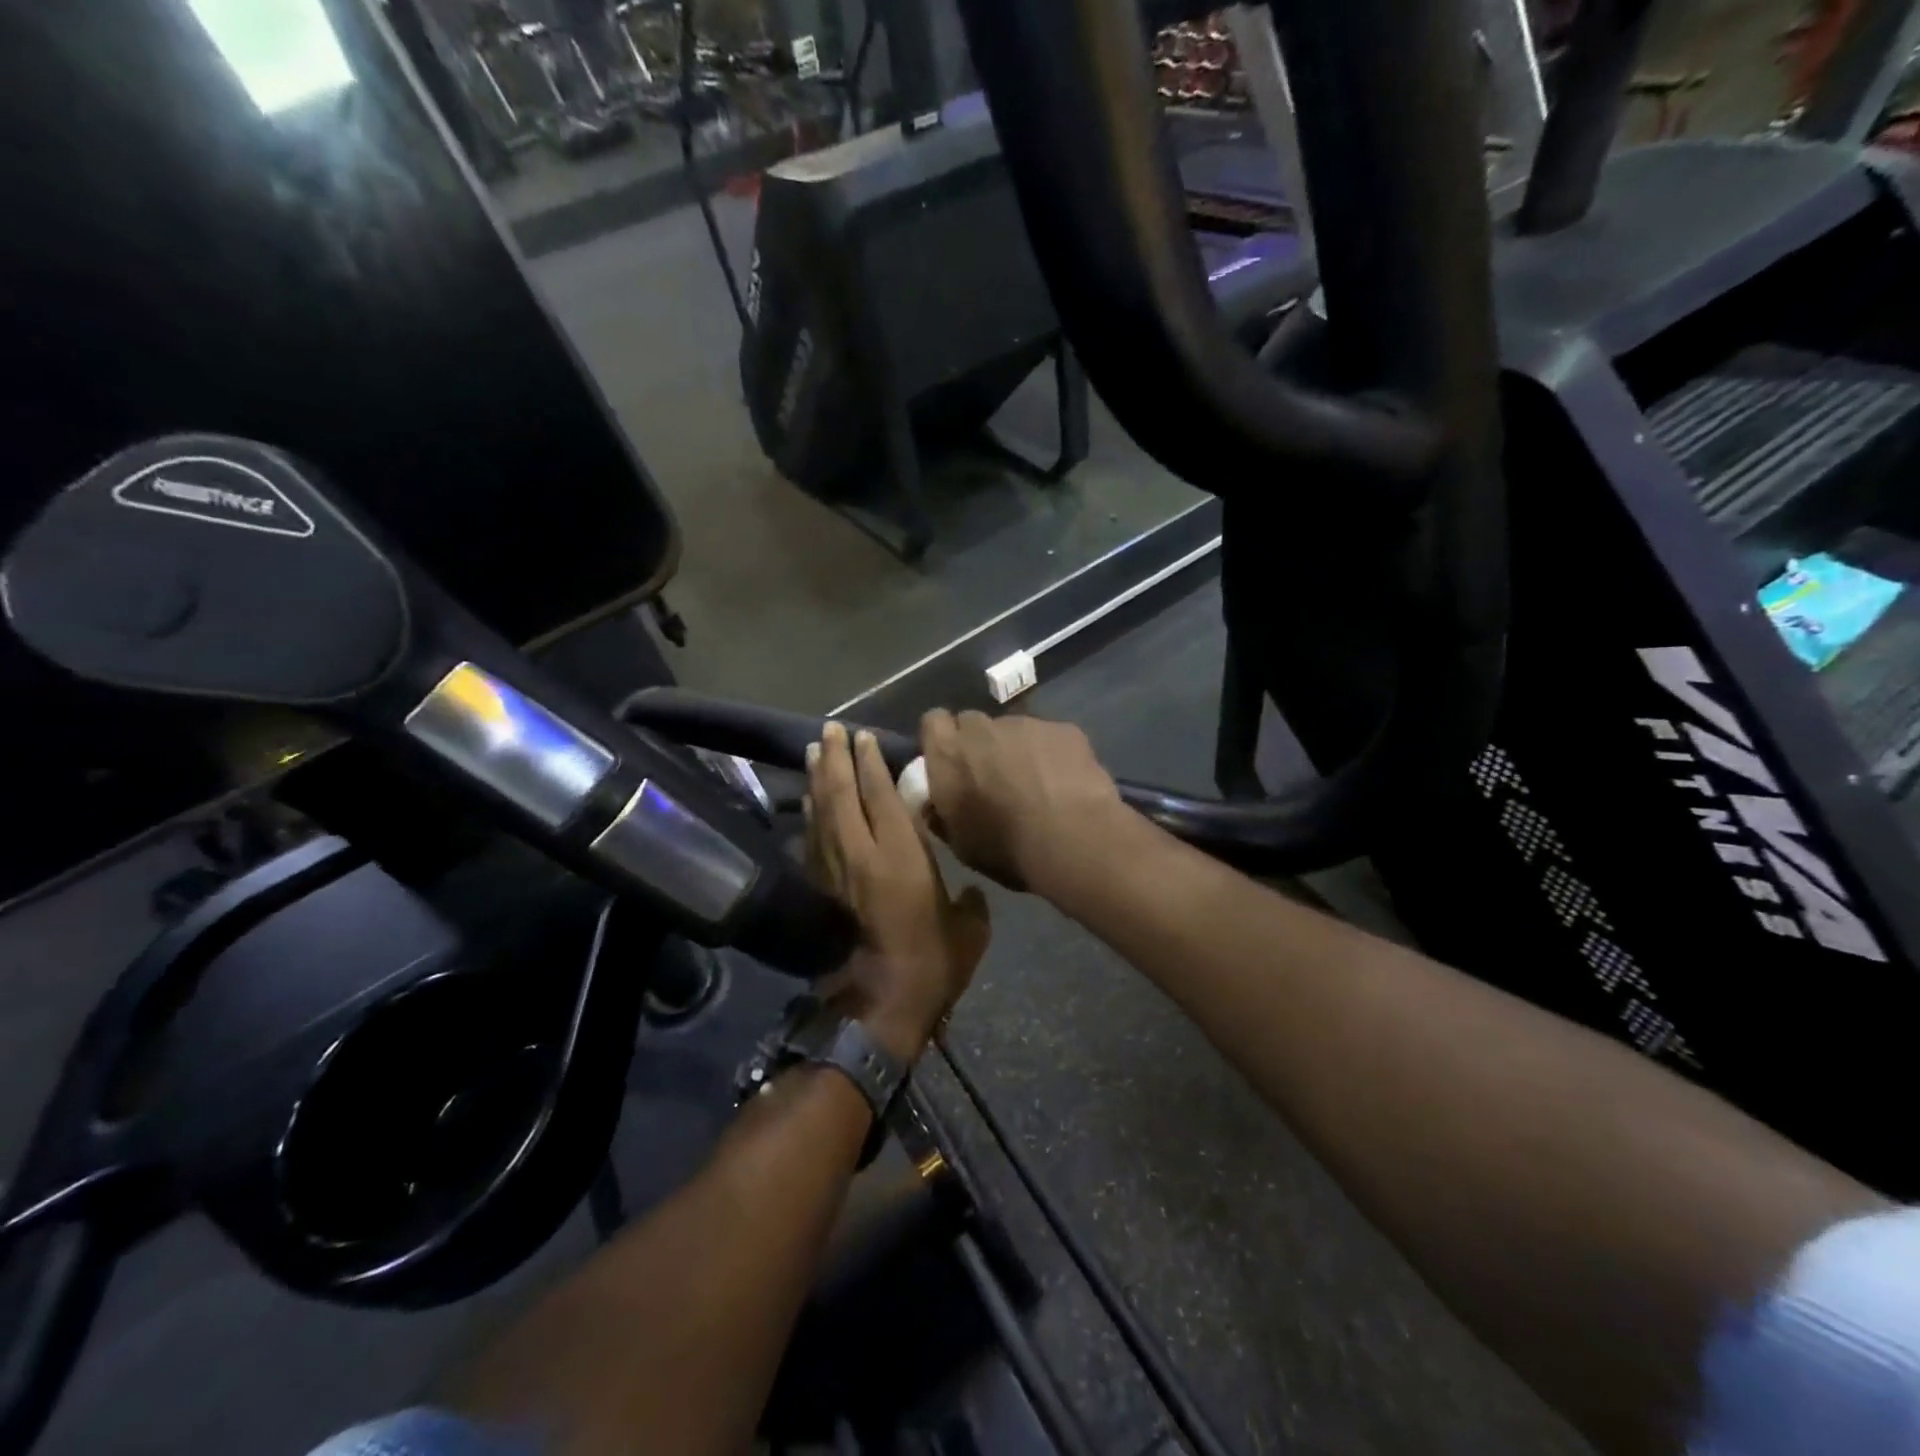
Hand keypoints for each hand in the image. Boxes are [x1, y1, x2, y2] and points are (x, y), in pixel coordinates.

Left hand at [806, 722, 990, 1061]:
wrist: (881, 1005)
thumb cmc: (932, 963)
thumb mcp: (968, 930)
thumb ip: (971, 902)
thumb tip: (971, 892)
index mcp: (900, 854)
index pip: (880, 795)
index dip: (871, 763)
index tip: (864, 737)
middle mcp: (862, 853)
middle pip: (841, 794)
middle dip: (836, 759)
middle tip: (830, 731)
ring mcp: (836, 871)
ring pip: (821, 813)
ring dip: (817, 779)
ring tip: (813, 752)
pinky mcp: (822, 889)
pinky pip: (812, 840)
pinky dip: (810, 815)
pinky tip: (808, 801)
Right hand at [918, 710, 1124, 893]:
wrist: (1072, 839)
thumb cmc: (1006, 847)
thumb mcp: (960, 844)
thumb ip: (941, 815)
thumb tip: (935, 805)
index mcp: (948, 754)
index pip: (933, 722)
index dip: (942, 739)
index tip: (952, 761)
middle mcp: (982, 728)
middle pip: (973, 722)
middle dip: (979, 743)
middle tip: (993, 776)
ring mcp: (1026, 724)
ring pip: (1014, 729)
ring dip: (1018, 749)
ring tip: (1038, 784)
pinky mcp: (1064, 729)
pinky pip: (1050, 736)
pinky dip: (1053, 753)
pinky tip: (1067, 782)